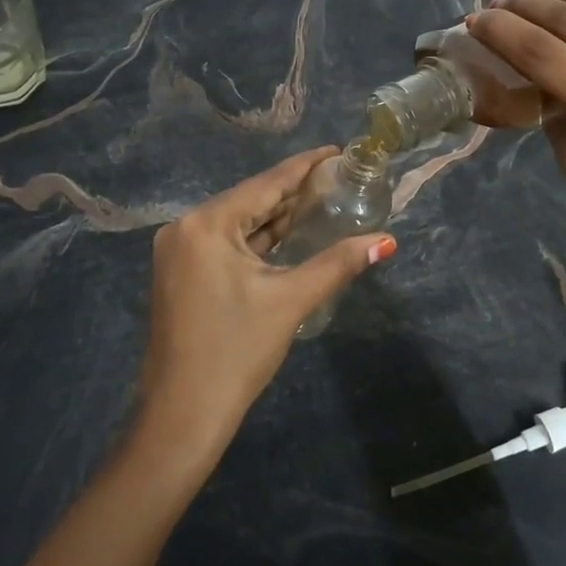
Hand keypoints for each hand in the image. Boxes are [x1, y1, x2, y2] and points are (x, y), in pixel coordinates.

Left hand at [136, 148, 395, 463]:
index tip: (338, 150)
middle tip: (338, 179)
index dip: (306, 166)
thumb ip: (338, 263)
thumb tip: (386, 241)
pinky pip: (225, 243)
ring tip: (321, 201)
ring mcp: (178, 250)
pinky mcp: (180, 272)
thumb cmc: (236, 352)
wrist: (182, 415)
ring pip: (238, 223)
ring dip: (276, 217)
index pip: (267, 183)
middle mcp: (186, 227)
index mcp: (207, 224)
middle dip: (294, 192)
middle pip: (251, 200)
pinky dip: (257, 240)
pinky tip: (288, 235)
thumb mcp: (291, 301)